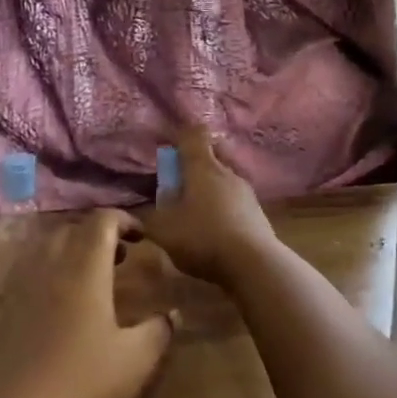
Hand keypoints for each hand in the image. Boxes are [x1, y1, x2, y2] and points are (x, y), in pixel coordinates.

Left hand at [0, 209, 176, 397]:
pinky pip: (20, 278)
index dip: (123, 219)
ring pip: (40, 249)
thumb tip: (174, 313)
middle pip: (69, 230)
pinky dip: (41, 276)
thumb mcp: (136, 361)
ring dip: (65, 251)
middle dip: (95, 234)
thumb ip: (159, 331)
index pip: (101, 221)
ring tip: (85, 277)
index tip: (141, 235)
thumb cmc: (82, 388)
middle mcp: (47, 268)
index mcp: (84, 269)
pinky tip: (51, 308)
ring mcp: (15, 291)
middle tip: (118, 256)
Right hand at [145, 128, 278, 290]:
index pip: (194, 134)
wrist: (253, 263)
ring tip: (196, 209)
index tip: (171, 148)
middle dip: (196, 164)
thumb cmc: (203, 237)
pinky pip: (235, 199)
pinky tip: (215, 228)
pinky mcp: (257, 212)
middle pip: (213, 154)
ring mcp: (246, 191)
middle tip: (180, 181)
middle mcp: (227, 171)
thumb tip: (139, 212)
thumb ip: (148, 218)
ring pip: (225, 178)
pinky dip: (223, 207)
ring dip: (210, 187)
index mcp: (203, 166)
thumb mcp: (164, 230)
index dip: (182, 136)